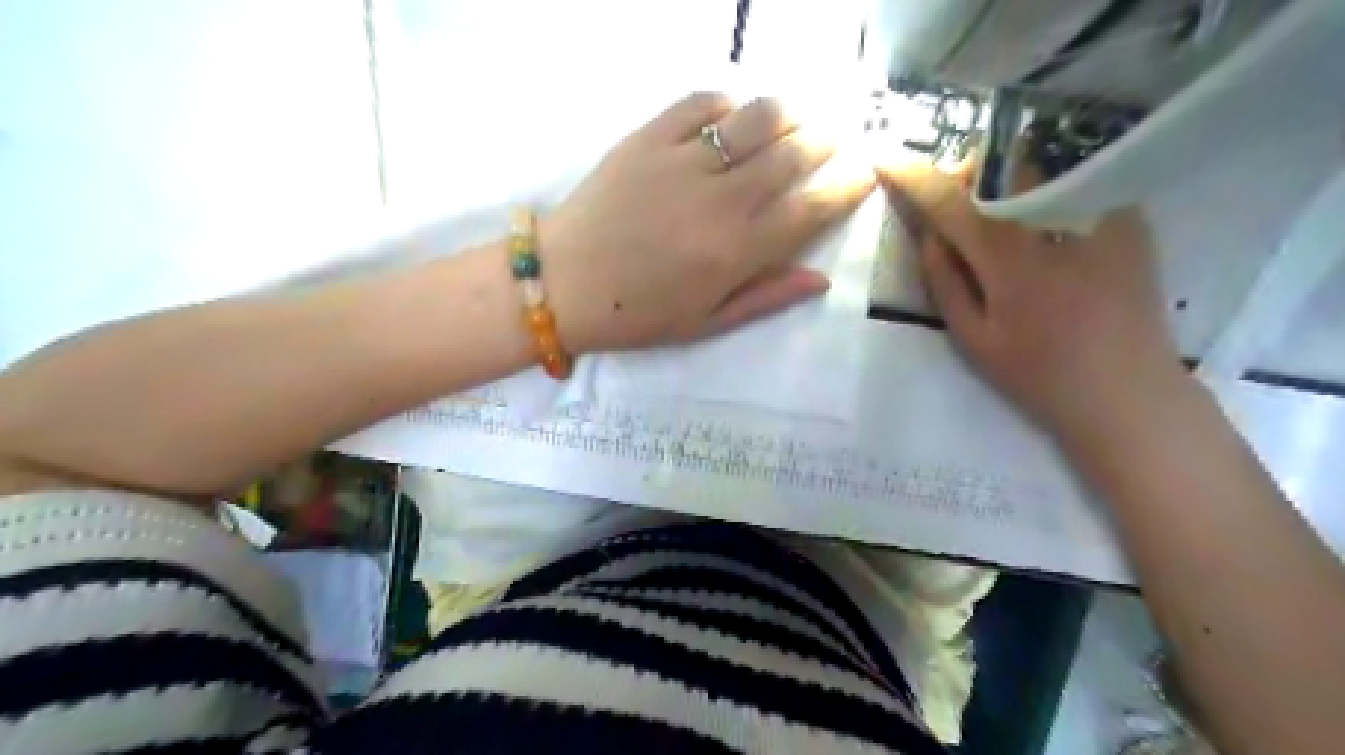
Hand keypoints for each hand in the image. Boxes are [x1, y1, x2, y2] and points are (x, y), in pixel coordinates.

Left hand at [540, 93, 878, 354]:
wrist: (564, 283)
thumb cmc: (637, 314)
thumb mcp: (705, 324)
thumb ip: (766, 298)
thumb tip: (821, 278)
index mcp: (736, 253)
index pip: (811, 209)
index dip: (847, 188)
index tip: (863, 175)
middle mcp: (720, 201)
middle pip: (793, 155)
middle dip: (827, 142)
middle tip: (836, 137)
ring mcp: (682, 163)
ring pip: (756, 119)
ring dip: (789, 113)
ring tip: (798, 118)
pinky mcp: (647, 138)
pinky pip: (701, 104)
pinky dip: (729, 103)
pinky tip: (735, 115)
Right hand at [885, 163, 1184, 437]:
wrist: (1127, 392)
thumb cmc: (1039, 375)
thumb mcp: (973, 341)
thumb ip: (944, 282)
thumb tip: (930, 233)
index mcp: (1011, 260)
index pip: (951, 202)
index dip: (914, 177)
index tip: (887, 160)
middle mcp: (1057, 223)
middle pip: (999, 165)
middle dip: (965, 173)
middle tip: (952, 204)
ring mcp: (1102, 215)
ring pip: (1037, 166)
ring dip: (1002, 178)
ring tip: (996, 213)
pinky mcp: (1130, 219)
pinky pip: (1073, 182)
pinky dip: (1043, 191)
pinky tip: (1041, 226)